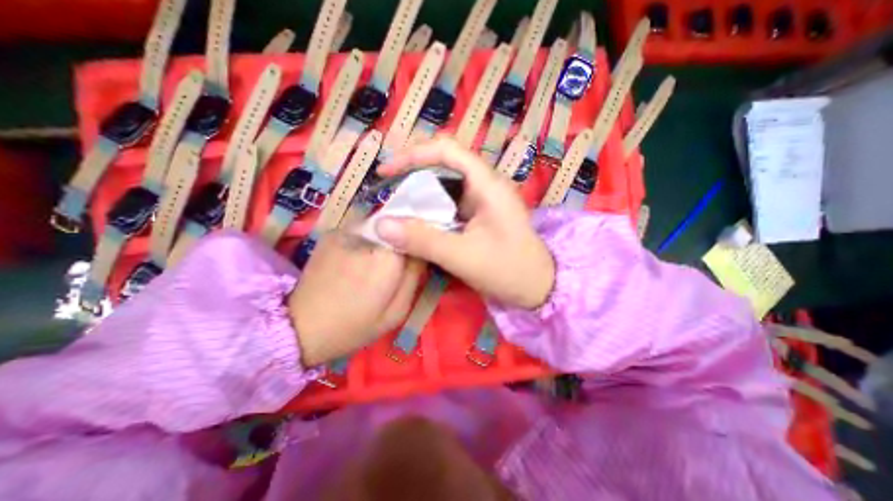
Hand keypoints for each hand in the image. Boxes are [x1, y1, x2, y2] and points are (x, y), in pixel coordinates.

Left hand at [287, 229, 421, 364]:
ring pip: (380, 227)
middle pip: (398, 227)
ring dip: (385, 240)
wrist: (299, 327)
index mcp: (387, 258)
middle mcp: (368, 236)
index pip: (416, 233)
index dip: (419, 241)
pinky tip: (358, 260)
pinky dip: (367, 240)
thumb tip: (422, 251)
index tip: (418, 256)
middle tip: (398, 264)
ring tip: (377, 263)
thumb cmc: (355, 326)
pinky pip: (361, 229)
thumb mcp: (397, 312)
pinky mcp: (332, 233)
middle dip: (403, 241)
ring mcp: (346, 230)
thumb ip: (414, 277)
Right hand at [374, 135, 555, 308]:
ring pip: (444, 185)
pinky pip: (449, 203)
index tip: (386, 171)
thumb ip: (422, 240)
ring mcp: (482, 199)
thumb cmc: (509, 270)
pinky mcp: (479, 213)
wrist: (537, 287)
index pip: (447, 150)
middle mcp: (485, 184)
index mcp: (488, 184)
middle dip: (412, 175)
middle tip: (388, 192)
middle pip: (443, 165)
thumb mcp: (463, 256)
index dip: (413, 154)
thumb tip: (381, 225)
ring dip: (420, 194)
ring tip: (396, 207)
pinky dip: (430, 209)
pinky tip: (416, 221)